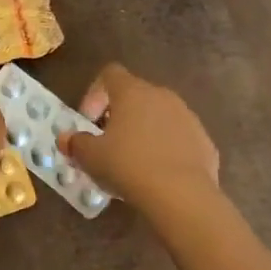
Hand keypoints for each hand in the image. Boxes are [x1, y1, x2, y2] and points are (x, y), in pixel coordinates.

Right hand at [59, 63, 219, 213]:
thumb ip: (76, 143)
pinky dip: (166, 150)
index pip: (110, 74)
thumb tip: (65, 139)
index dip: (95, 94)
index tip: (88, 122)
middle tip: (107, 143)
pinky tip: (158, 175)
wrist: (182, 195)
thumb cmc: (128, 165)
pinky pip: (179, 139)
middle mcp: (162, 96)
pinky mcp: (205, 142)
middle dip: (119, 116)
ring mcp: (188, 118)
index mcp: (132, 92)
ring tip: (133, 163)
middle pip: (135, 95)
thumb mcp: (91, 157)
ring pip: (159, 117)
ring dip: (144, 132)